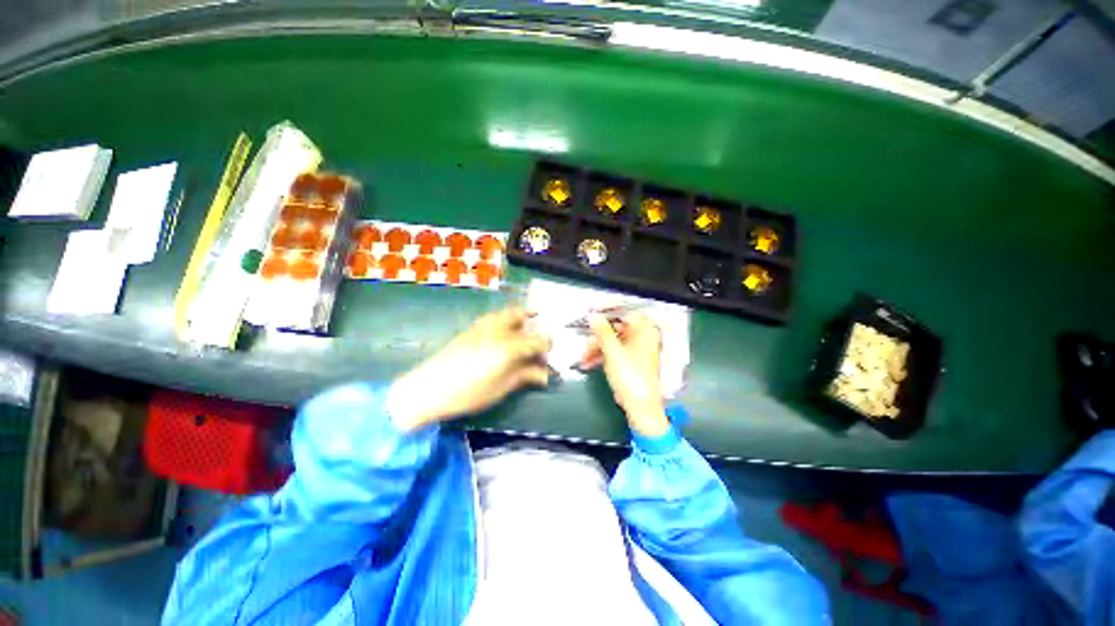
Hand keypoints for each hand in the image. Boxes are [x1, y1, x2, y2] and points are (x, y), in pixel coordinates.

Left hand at [386, 308, 549, 430]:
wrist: (429, 388)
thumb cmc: (470, 392)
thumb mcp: (502, 387)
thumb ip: (525, 376)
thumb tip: (544, 375)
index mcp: (510, 346)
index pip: (538, 340)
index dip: (548, 346)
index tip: (551, 353)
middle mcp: (499, 329)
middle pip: (524, 318)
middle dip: (535, 325)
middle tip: (540, 338)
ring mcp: (484, 325)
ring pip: (508, 312)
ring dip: (521, 317)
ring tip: (526, 328)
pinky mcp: (472, 328)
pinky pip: (495, 317)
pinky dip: (505, 320)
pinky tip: (505, 333)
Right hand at [578, 313, 669, 436]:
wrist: (640, 407)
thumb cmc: (631, 377)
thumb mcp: (613, 351)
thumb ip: (602, 331)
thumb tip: (593, 315)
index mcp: (645, 330)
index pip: (625, 310)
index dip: (607, 309)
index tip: (591, 311)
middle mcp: (642, 336)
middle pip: (616, 327)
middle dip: (597, 335)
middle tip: (585, 339)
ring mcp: (636, 349)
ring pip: (612, 340)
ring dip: (596, 347)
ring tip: (583, 356)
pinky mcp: (629, 360)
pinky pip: (613, 351)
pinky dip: (601, 355)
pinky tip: (587, 362)